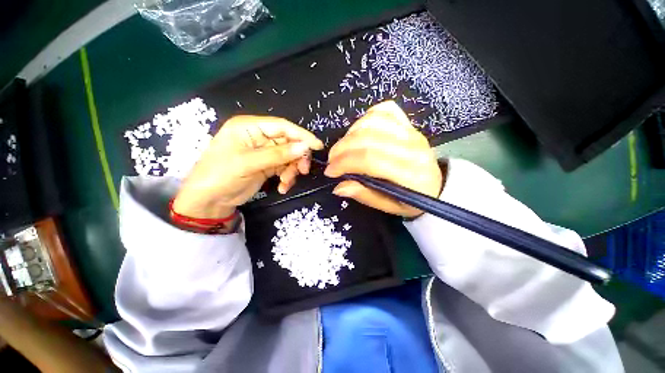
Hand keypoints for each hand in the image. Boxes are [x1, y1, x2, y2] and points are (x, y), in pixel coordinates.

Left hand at [173, 116, 323, 218]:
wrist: (208, 201)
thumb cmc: (220, 175)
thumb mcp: (248, 163)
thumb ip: (278, 154)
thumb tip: (305, 147)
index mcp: (249, 127)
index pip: (282, 126)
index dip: (301, 135)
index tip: (317, 146)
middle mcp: (258, 137)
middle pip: (288, 142)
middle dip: (297, 157)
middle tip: (303, 171)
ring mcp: (264, 152)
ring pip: (289, 157)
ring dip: (292, 170)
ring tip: (286, 182)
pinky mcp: (267, 166)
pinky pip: (284, 168)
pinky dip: (287, 177)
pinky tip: (282, 187)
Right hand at [325, 101, 442, 217]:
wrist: (437, 186)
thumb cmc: (411, 201)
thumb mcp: (389, 207)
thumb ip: (365, 195)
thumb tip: (338, 186)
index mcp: (410, 174)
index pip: (369, 159)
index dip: (344, 162)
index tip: (330, 171)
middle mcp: (412, 148)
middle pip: (368, 138)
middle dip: (341, 149)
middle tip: (332, 161)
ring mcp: (412, 132)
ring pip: (373, 121)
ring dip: (350, 134)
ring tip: (343, 148)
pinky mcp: (409, 124)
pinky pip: (385, 110)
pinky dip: (366, 118)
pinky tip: (359, 132)